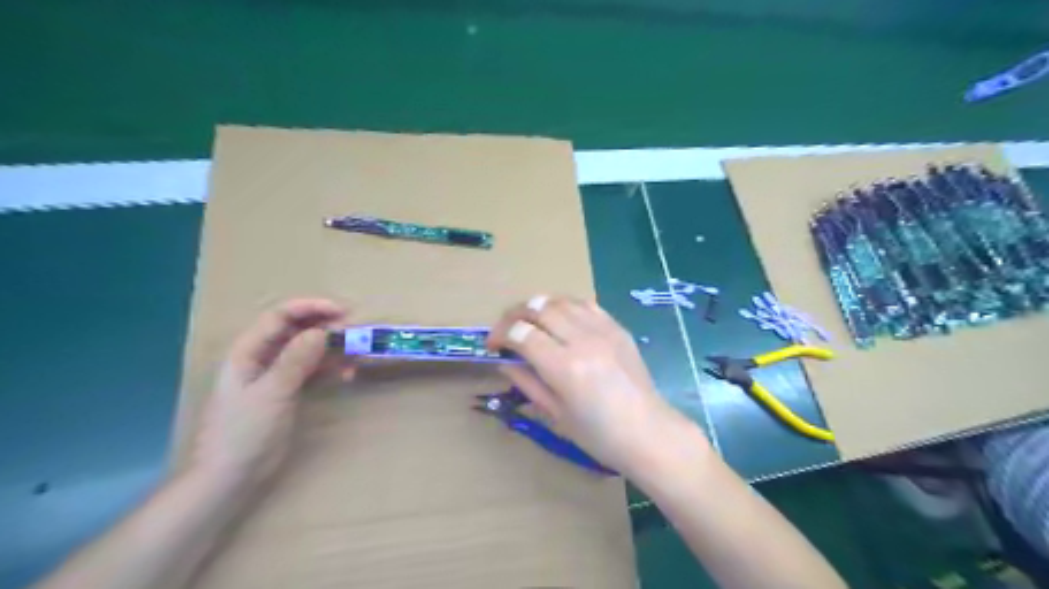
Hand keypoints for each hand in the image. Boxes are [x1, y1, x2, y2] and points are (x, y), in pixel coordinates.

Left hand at [191, 300, 349, 487]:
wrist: (232, 476)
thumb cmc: (244, 432)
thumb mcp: (272, 393)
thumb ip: (296, 360)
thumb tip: (321, 331)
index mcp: (248, 351)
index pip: (281, 316)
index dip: (311, 308)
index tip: (343, 311)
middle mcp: (263, 357)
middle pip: (297, 329)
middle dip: (326, 326)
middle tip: (355, 333)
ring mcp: (277, 374)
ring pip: (308, 349)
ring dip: (332, 347)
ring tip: (356, 353)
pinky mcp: (289, 390)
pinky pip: (313, 369)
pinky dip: (331, 368)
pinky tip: (347, 374)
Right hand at [490, 298, 699, 475]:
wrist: (648, 433)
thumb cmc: (599, 435)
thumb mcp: (555, 414)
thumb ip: (527, 382)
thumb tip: (504, 362)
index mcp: (564, 368)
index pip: (521, 333)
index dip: (500, 334)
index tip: (492, 346)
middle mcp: (583, 340)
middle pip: (539, 308)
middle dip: (514, 314)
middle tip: (506, 329)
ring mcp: (603, 330)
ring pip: (561, 300)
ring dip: (538, 306)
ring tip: (530, 321)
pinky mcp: (617, 328)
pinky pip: (585, 304)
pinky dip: (565, 305)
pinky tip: (560, 318)